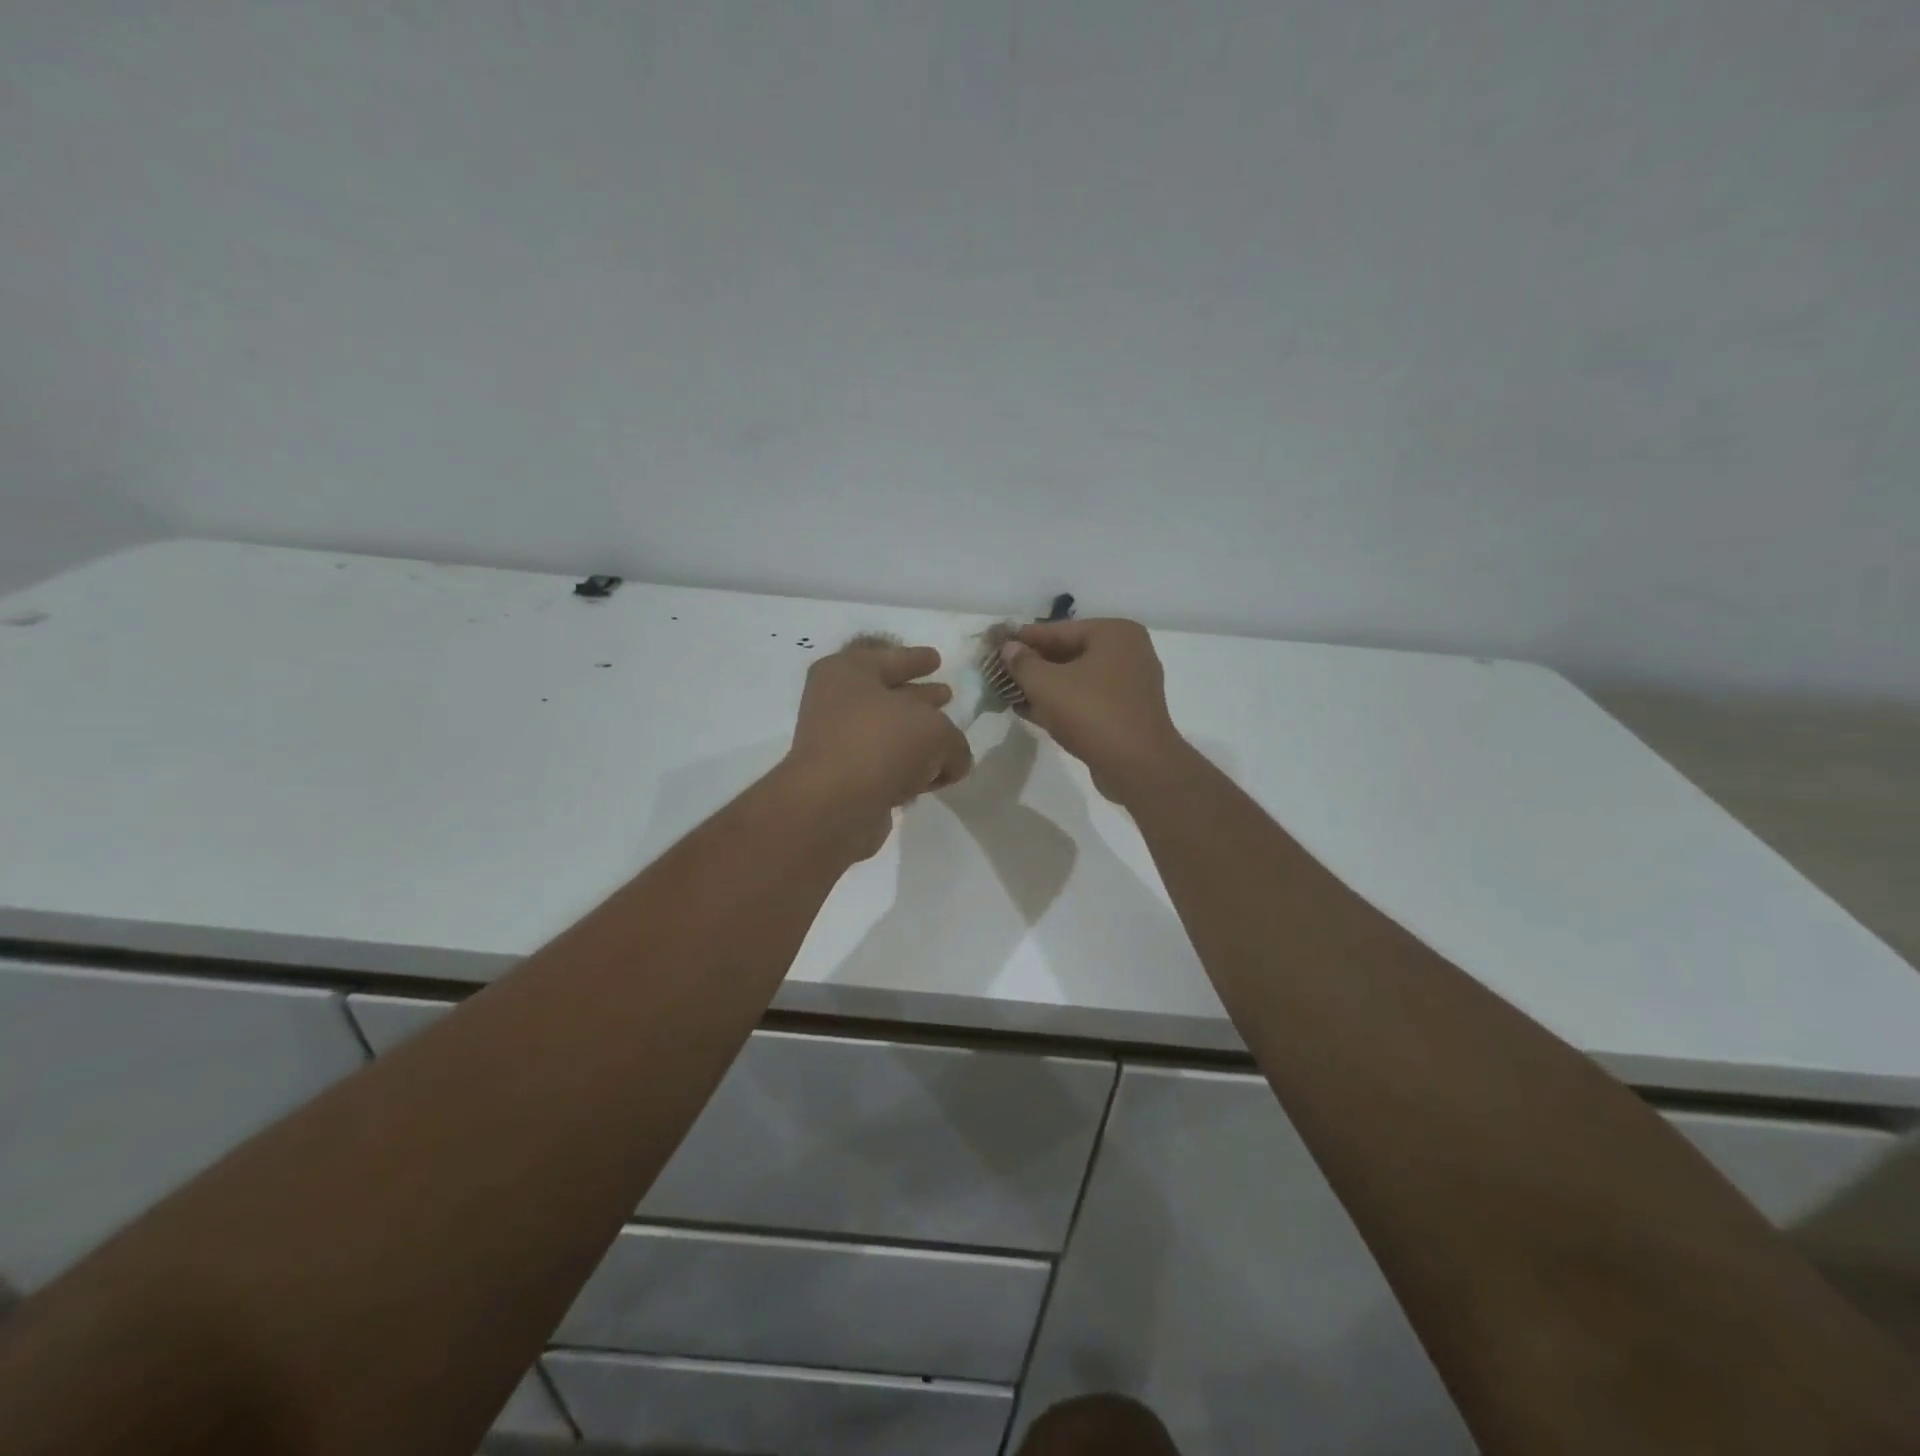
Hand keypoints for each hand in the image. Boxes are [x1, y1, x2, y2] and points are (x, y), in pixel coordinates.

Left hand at [780, 640, 972, 857]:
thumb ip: (954, 742)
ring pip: (886, 733)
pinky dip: (904, 770)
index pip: (891, 657)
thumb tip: (953, 761)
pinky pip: (883, 766)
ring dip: (914, 738)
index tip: (937, 658)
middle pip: (887, 695)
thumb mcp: (938, 732)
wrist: (835, 804)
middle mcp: (836, 702)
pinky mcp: (842, 779)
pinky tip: (929, 778)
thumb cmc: (883, 744)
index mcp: (849, 672)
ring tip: (945, 743)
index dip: (917, 658)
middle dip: (919, 697)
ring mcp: (836, 742)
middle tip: (946, 694)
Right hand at [998, 619, 1196, 802]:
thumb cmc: (1092, 713)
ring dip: (1043, 686)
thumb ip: (1023, 663)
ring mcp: (1130, 684)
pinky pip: (1086, 699)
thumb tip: (1008, 649)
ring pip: (1076, 678)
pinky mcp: (1126, 713)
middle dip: (1033, 664)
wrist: (1138, 766)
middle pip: (1068, 653)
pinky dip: (1061, 703)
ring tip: (1008, 691)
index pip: (1058, 629)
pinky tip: (1029, 711)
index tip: (994, 643)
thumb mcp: (1047, 685)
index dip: (1023, 638)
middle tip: (998, 670)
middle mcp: (1128, 652)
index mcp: (1114, 633)